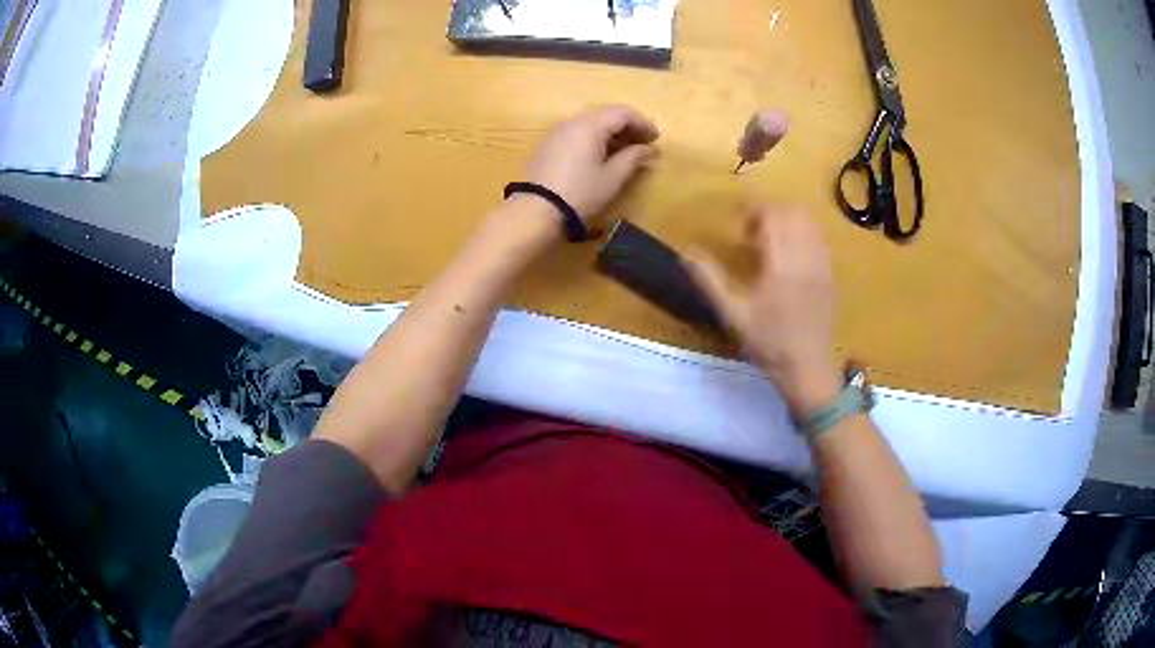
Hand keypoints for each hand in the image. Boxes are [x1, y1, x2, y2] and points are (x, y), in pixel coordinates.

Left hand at [525, 105, 658, 224]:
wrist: (536, 211)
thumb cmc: (580, 193)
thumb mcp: (612, 178)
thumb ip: (632, 158)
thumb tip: (647, 149)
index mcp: (590, 125)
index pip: (623, 112)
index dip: (643, 123)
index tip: (656, 139)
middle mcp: (572, 122)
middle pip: (606, 115)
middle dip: (628, 127)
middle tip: (644, 145)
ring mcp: (558, 132)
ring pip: (591, 124)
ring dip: (612, 134)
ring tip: (627, 153)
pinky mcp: (549, 145)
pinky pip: (578, 134)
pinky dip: (595, 139)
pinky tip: (603, 157)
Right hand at [687, 205, 842, 416]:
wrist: (808, 368)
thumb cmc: (769, 342)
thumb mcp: (733, 314)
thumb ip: (710, 279)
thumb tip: (686, 252)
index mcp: (782, 262)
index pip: (773, 215)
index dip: (754, 208)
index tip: (738, 217)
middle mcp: (806, 256)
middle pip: (793, 212)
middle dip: (771, 211)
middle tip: (752, 230)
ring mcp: (822, 265)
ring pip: (810, 223)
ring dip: (789, 221)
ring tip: (772, 240)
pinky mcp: (830, 275)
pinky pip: (820, 240)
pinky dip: (803, 235)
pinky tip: (791, 255)